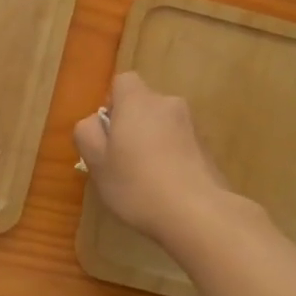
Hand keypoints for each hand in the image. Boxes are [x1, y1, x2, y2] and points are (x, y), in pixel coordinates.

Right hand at [74, 72, 234, 243]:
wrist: (199, 213)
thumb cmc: (137, 185)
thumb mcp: (97, 163)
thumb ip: (87, 133)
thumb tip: (95, 121)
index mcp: (138, 101)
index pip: (124, 81)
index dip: (112, 103)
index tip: (108, 132)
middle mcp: (168, 104)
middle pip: (144, 105)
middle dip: (133, 125)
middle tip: (122, 160)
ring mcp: (192, 126)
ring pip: (163, 126)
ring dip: (153, 143)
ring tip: (146, 180)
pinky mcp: (208, 149)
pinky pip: (181, 145)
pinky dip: (172, 158)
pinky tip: (168, 189)